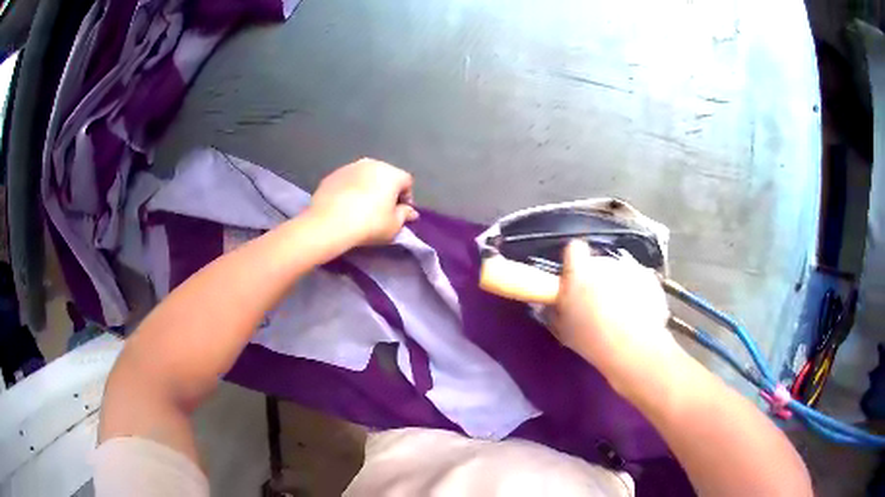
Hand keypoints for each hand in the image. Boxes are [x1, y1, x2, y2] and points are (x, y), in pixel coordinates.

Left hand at [308, 158, 418, 246]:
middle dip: (386, 190)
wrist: (329, 223)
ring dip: (367, 188)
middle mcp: (372, 164)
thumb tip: (410, 212)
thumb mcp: (394, 226)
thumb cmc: (369, 224)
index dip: (406, 198)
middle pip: (385, 175)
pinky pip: (347, 182)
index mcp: (391, 174)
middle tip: (382, 210)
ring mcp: (349, 167)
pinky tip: (345, 206)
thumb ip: (404, 215)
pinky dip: (349, 190)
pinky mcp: (332, 175)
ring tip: (362, 207)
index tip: (401, 213)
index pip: (406, 182)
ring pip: (364, 176)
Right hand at [551, 241, 680, 390]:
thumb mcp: (563, 329)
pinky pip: (641, 281)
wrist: (631, 347)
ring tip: (622, 311)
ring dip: (619, 285)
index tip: (575, 277)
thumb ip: (556, 309)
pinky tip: (639, 314)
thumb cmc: (591, 338)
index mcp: (580, 271)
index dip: (575, 261)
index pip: (574, 249)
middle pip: (599, 262)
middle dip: (598, 278)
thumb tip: (551, 302)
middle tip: (598, 302)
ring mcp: (631, 269)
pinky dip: (639, 292)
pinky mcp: (650, 278)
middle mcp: (605, 263)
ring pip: (621, 272)